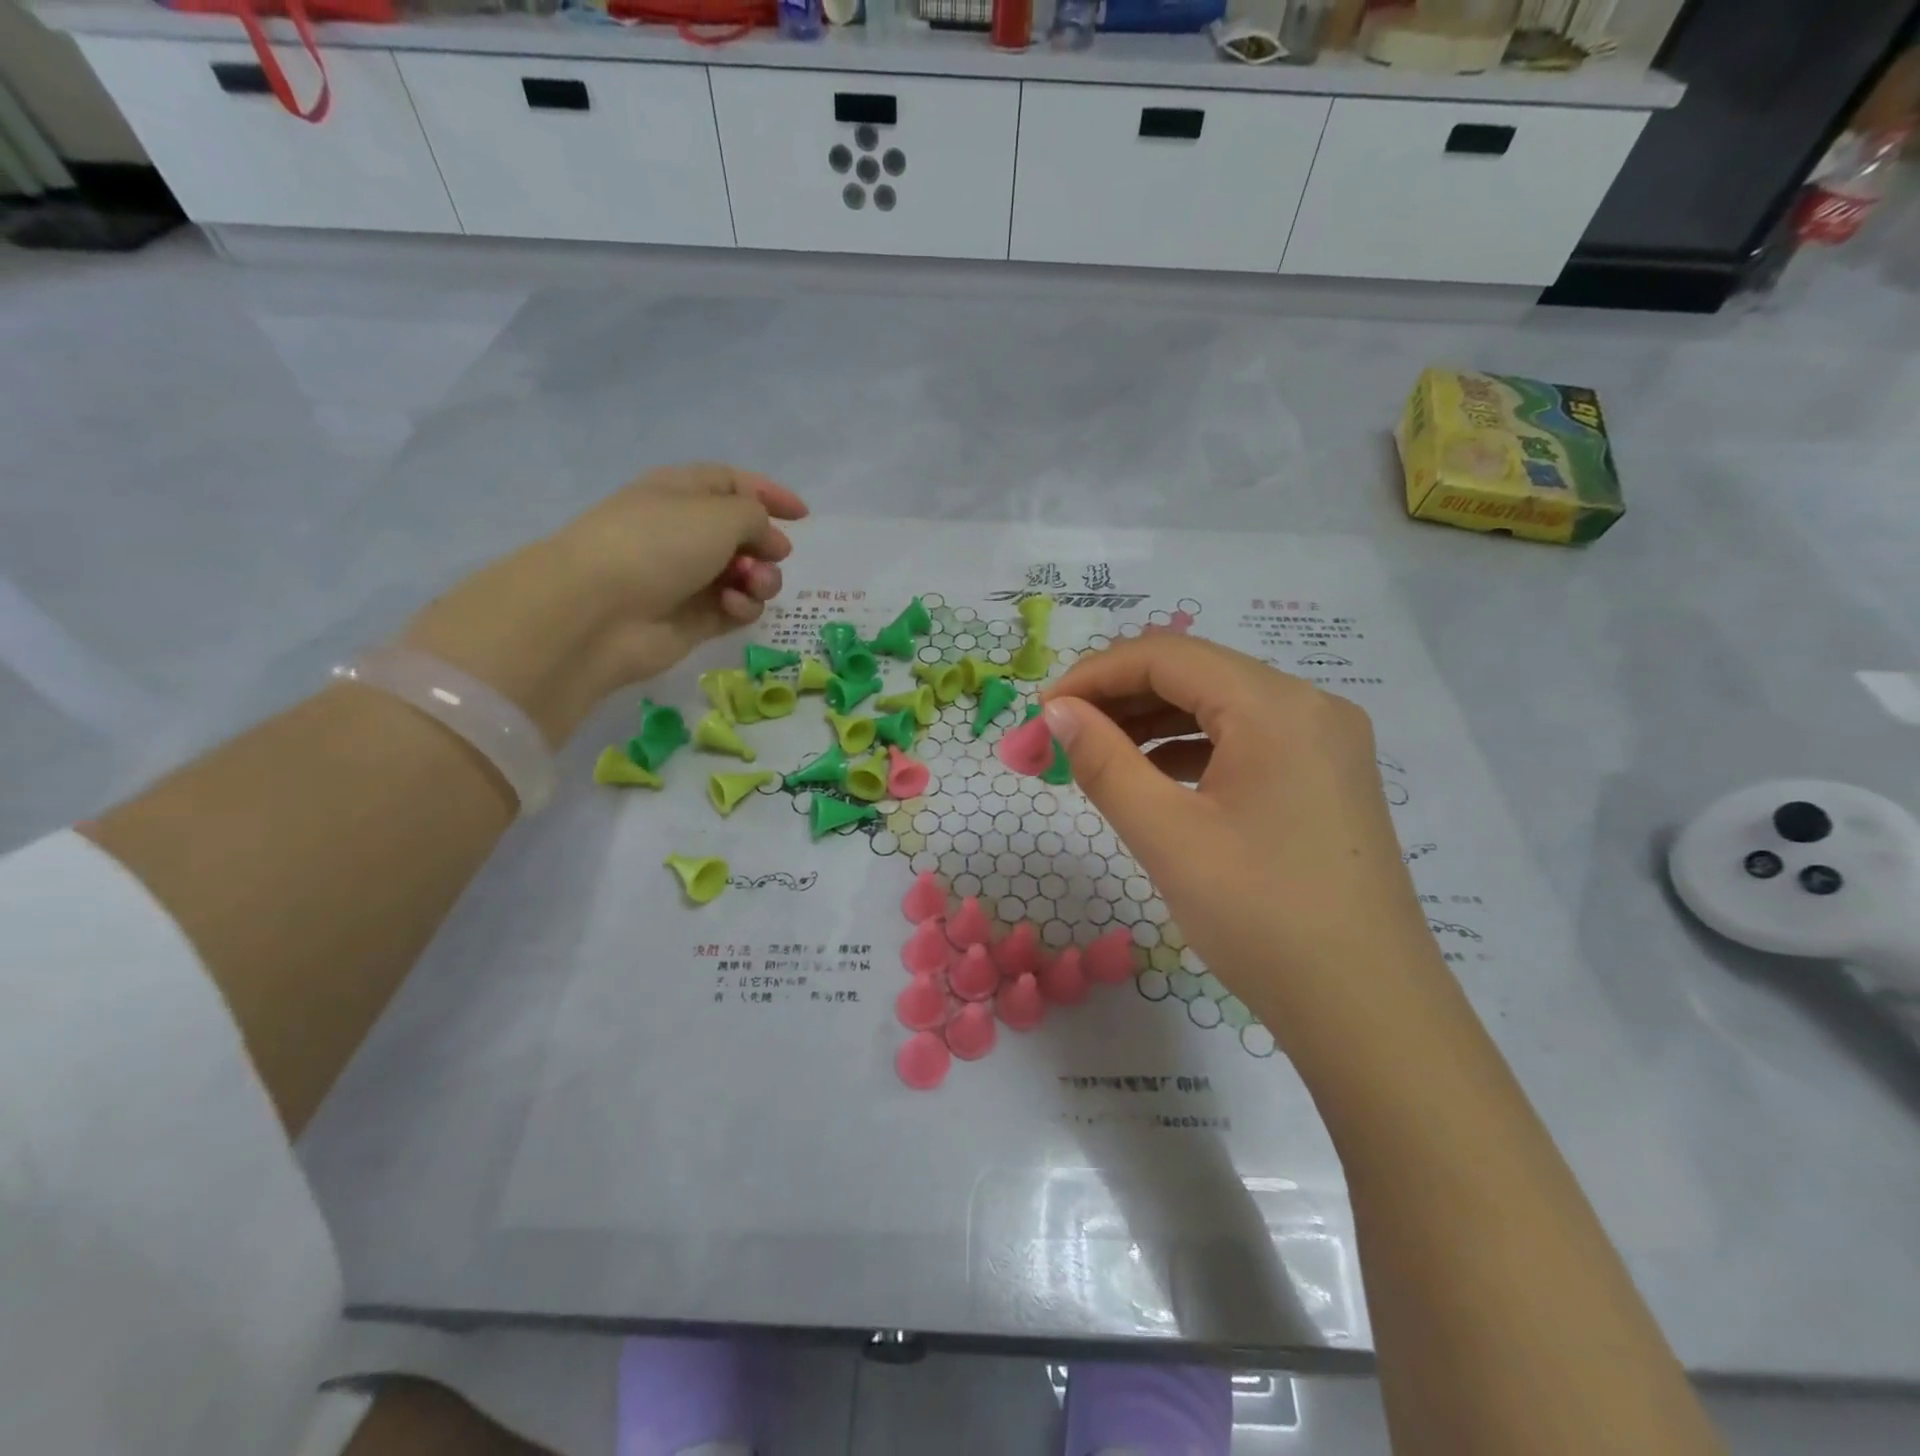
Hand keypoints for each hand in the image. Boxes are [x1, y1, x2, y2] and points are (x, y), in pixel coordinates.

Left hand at [401, 464, 806, 744]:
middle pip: (744, 534)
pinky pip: (734, 608)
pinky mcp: (693, 619)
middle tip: (774, 555)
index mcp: (682, 493)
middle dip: (767, 545)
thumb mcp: (719, 513)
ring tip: (751, 585)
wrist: (600, 610)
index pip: (733, 484)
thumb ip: (756, 516)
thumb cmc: (658, 544)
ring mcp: (688, 578)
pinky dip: (742, 606)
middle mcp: (684, 532)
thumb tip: (765, 538)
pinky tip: (733, 606)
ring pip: (745, 575)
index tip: (804, 516)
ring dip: (760, 579)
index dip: (769, 494)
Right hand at [1042, 637, 1443, 1048]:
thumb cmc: (1261, 918)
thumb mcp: (1167, 836)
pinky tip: (1153, 775)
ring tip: (1096, 752)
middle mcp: (1309, 706)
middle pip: (1196, 674)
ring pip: (1220, 706)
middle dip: (1119, 696)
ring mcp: (1325, 742)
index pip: (1167, 656)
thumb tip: (1057, 711)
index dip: (1094, 674)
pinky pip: (1245, 740)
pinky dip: (1190, 748)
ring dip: (1152, 721)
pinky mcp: (1325, 778)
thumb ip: (1104, 762)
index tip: (1041, 711)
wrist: (1368, 1012)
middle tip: (1059, 734)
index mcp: (1276, 706)